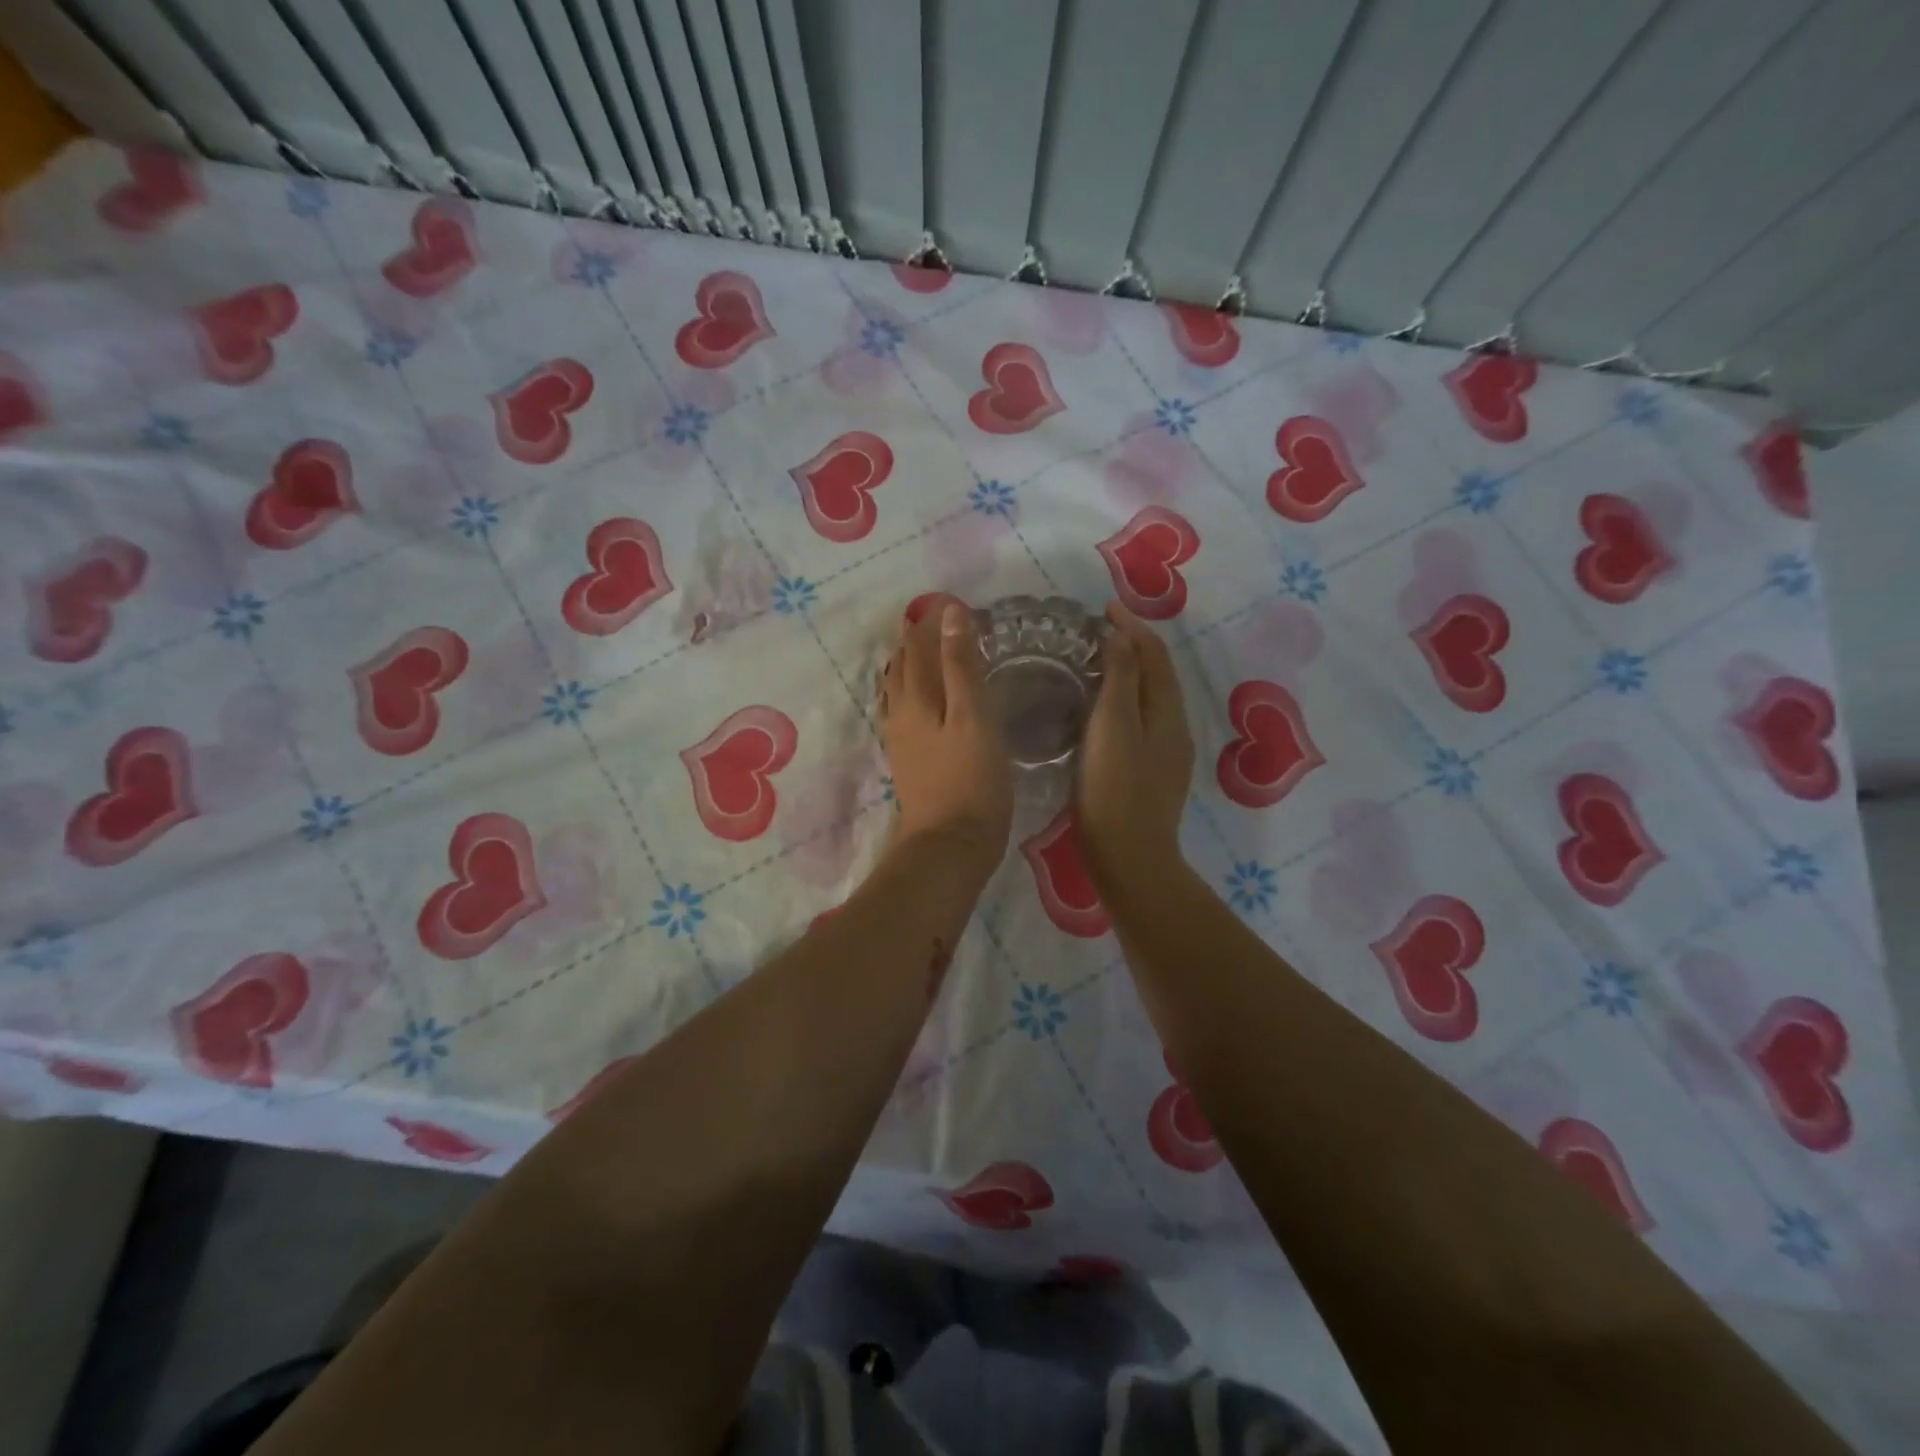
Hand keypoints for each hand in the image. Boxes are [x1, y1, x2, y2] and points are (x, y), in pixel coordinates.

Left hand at [878, 596, 1012, 877]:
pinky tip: (920, 701)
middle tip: (939, 621)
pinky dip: (912, 694)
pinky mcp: (909, 762)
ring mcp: (901, 740)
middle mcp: (901, 713)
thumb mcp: (973, 717)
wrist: (949, 846)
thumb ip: (961, 665)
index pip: (918, 646)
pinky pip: (904, 713)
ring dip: (911, 665)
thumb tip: (950, 613)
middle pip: (903, 666)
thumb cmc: (970, 780)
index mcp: (916, 697)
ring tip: (925, 650)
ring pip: (899, 690)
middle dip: (917, 640)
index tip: (951, 603)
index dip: (932, 622)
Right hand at [1077, 602, 1194, 890]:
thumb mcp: (1113, 727)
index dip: (1133, 627)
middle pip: (1159, 675)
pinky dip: (1126, 701)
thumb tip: (1122, 636)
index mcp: (1168, 712)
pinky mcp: (1153, 774)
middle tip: (1099, 631)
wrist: (1129, 857)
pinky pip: (1143, 721)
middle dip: (1134, 646)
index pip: (1156, 655)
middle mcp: (1176, 727)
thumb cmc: (1114, 789)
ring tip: (1098, 662)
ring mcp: (1167, 753)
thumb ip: (1120, 678)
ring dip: (1130, 673)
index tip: (1104, 608)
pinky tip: (1103, 711)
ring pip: (1151, 699)